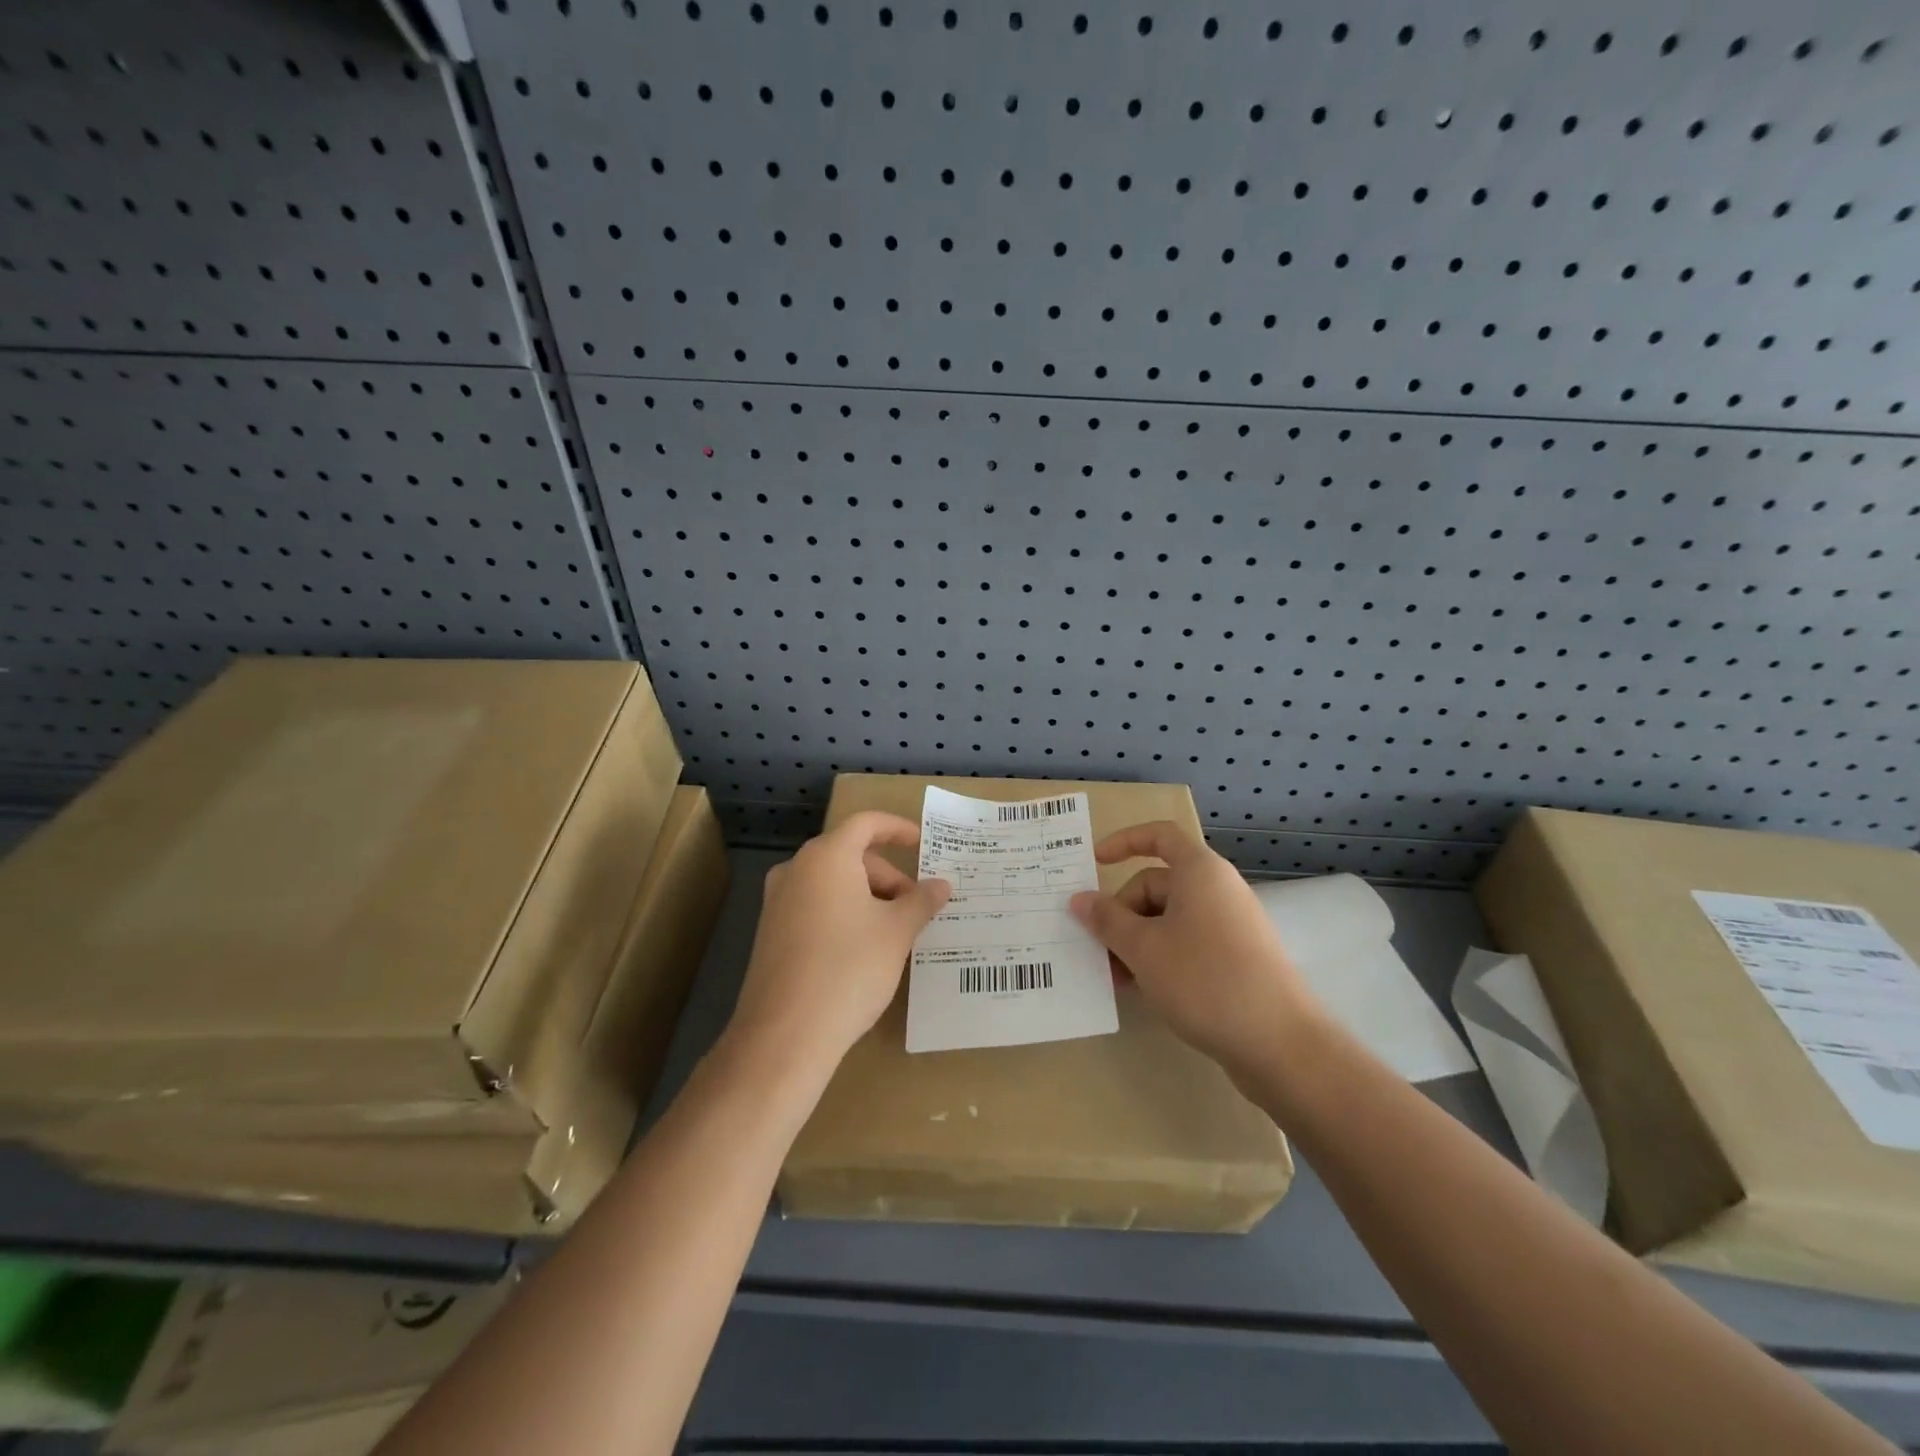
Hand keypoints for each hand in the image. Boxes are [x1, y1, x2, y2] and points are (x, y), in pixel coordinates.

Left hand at [727, 812, 951, 1075]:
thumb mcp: (896, 932)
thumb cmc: (849, 969)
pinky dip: (844, 915)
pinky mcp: (771, 933)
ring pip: (833, 884)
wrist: (785, 1035)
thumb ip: (921, 901)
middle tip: (916, 909)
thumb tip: (941, 885)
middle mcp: (796, 870)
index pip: (866, 823)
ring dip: (868, 898)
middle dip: (888, 876)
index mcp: (826, 857)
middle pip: (850, 855)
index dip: (898, 829)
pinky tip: (863, 951)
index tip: (924, 845)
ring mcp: (778, 902)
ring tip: (894, 933)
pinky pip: (815, 907)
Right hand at [1070, 822, 1317, 1080]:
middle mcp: (1217, 890)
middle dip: (1122, 914)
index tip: (1094, 862)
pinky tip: (1145, 990)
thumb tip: (1079, 899)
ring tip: (1117, 979)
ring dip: (1136, 942)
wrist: (1280, 1043)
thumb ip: (1107, 920)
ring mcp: (1230, 926)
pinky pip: (1187, 943)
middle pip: (1157, 885)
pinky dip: (1160, 958)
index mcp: (1200, 872)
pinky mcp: (1237, 959)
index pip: (1159, 836)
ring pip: (1169, 919)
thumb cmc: (1205, 979)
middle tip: (1098, 951)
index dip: (1124, 842)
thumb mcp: (1143, 948)